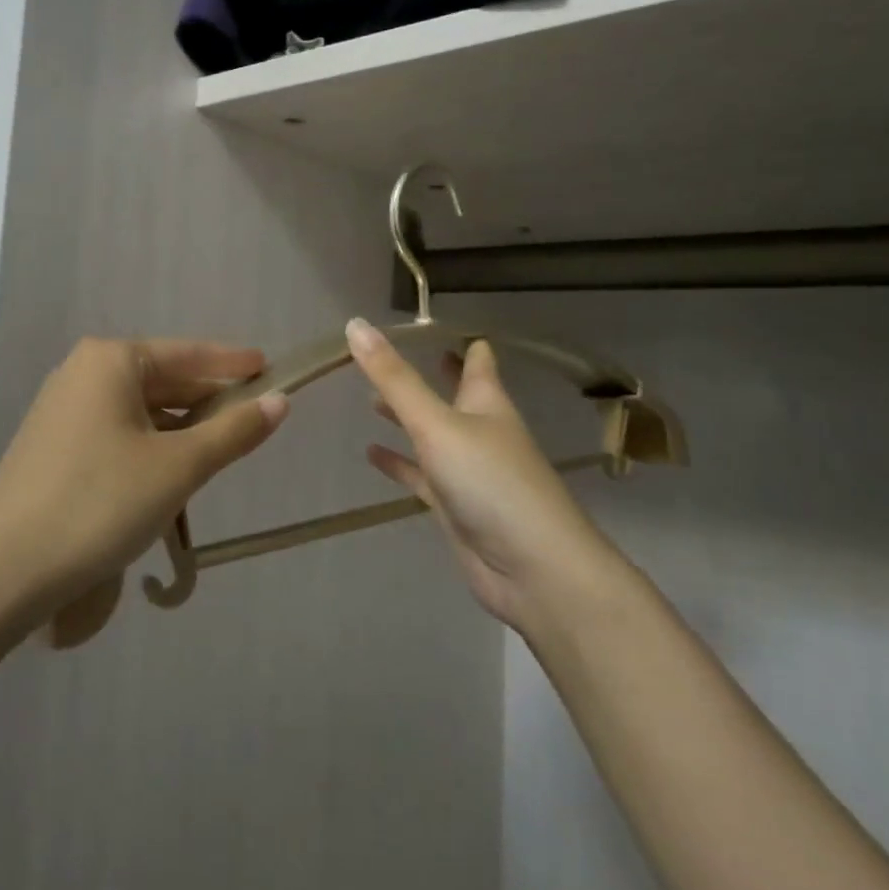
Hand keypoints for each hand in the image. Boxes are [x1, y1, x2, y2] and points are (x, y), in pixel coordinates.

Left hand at [0, 338, 289, 614]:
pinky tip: (169, 470)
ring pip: (138, 408)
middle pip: (162, 378)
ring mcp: (61, 409)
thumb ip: (233, 432)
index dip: (231, 362)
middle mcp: (81, 373)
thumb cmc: (100, 502)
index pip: (187, 353)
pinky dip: (149, 443)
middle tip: (252, 413)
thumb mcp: (179, 467)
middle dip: (206, 397)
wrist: (5, 570)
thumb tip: (279, 402)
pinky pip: (115, 431)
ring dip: (180, 426)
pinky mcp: (52, 446)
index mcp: (110, 361)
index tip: (268, 367)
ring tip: (219, 446)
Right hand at [346, 317, 604, 628]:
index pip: (477, 359)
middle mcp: (480, 430)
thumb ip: (394, 379)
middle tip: (393, 353)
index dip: (458, 339)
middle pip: (455, 393)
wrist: (532, 568)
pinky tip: (371, 453)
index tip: (427, 321)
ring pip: (433, 433)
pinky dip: (399, 463)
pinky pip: (421, 475)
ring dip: (407, 417)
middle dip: (431, 374)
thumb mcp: (437, 423)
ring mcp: (468, 470)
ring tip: (369, 399)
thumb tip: (355, 324)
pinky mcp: (455, 504)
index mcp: (486, 402)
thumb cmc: (490, 481)